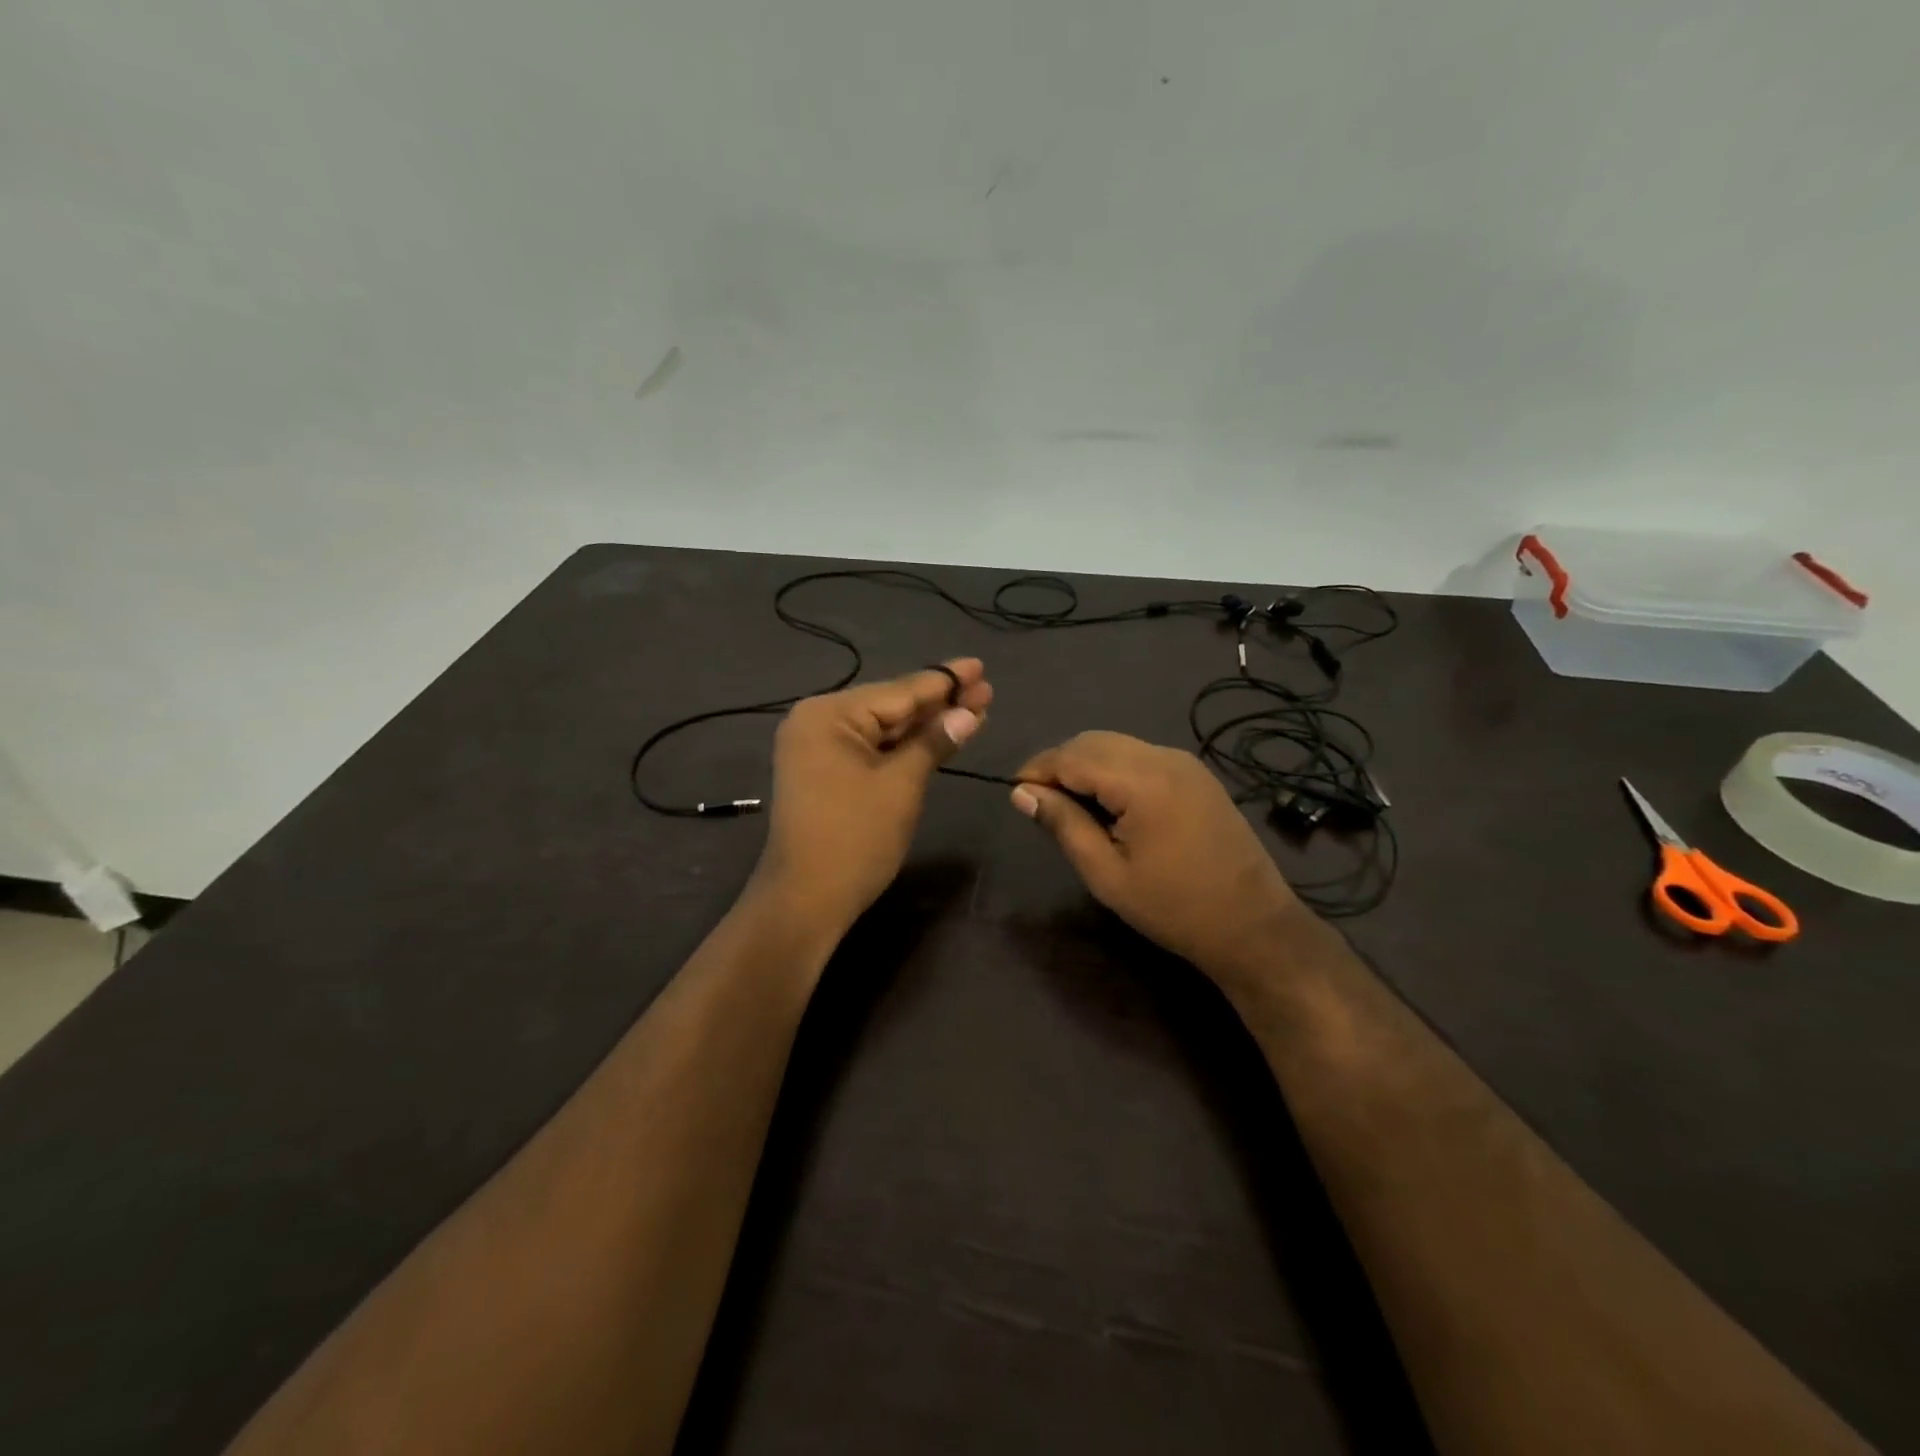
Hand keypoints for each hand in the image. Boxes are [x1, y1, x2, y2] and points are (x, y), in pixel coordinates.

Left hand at [754, 659, 991, 928]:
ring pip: (883, 729)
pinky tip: (937, 736)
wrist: (806, 900)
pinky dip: (903, 746)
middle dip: (940, 702)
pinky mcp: (824, 773)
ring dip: (925, 724)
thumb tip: (969, 713)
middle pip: (891, 706)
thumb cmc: (855, 838)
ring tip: (973, 708)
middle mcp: (818, 722)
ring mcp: (818, 749)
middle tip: (986, 689)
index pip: (900, 691)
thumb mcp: (902, 785)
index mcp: (829, 714)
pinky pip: (871, 749)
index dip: (945, 681)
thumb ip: (934, 742)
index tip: (979, 665)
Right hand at [1011, 731, 1304, 976]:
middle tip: (1041, 803)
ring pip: (1116, 744)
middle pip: (1093, 741)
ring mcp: (1185, 762)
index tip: (1015, 794)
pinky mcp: (1196, 774)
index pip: (1072, 756)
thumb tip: (1022, 793)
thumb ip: (1063, 824)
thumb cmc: (1173, 907)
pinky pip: (1141, 755)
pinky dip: (1113, 769)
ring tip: (1071, 805)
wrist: (1252, 925)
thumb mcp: (1106, 874)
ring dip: (1086, 764)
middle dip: (1060, 763)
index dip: (1038, 770)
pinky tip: (1108, 803)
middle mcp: (1164, 757)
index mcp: (1142, 781)